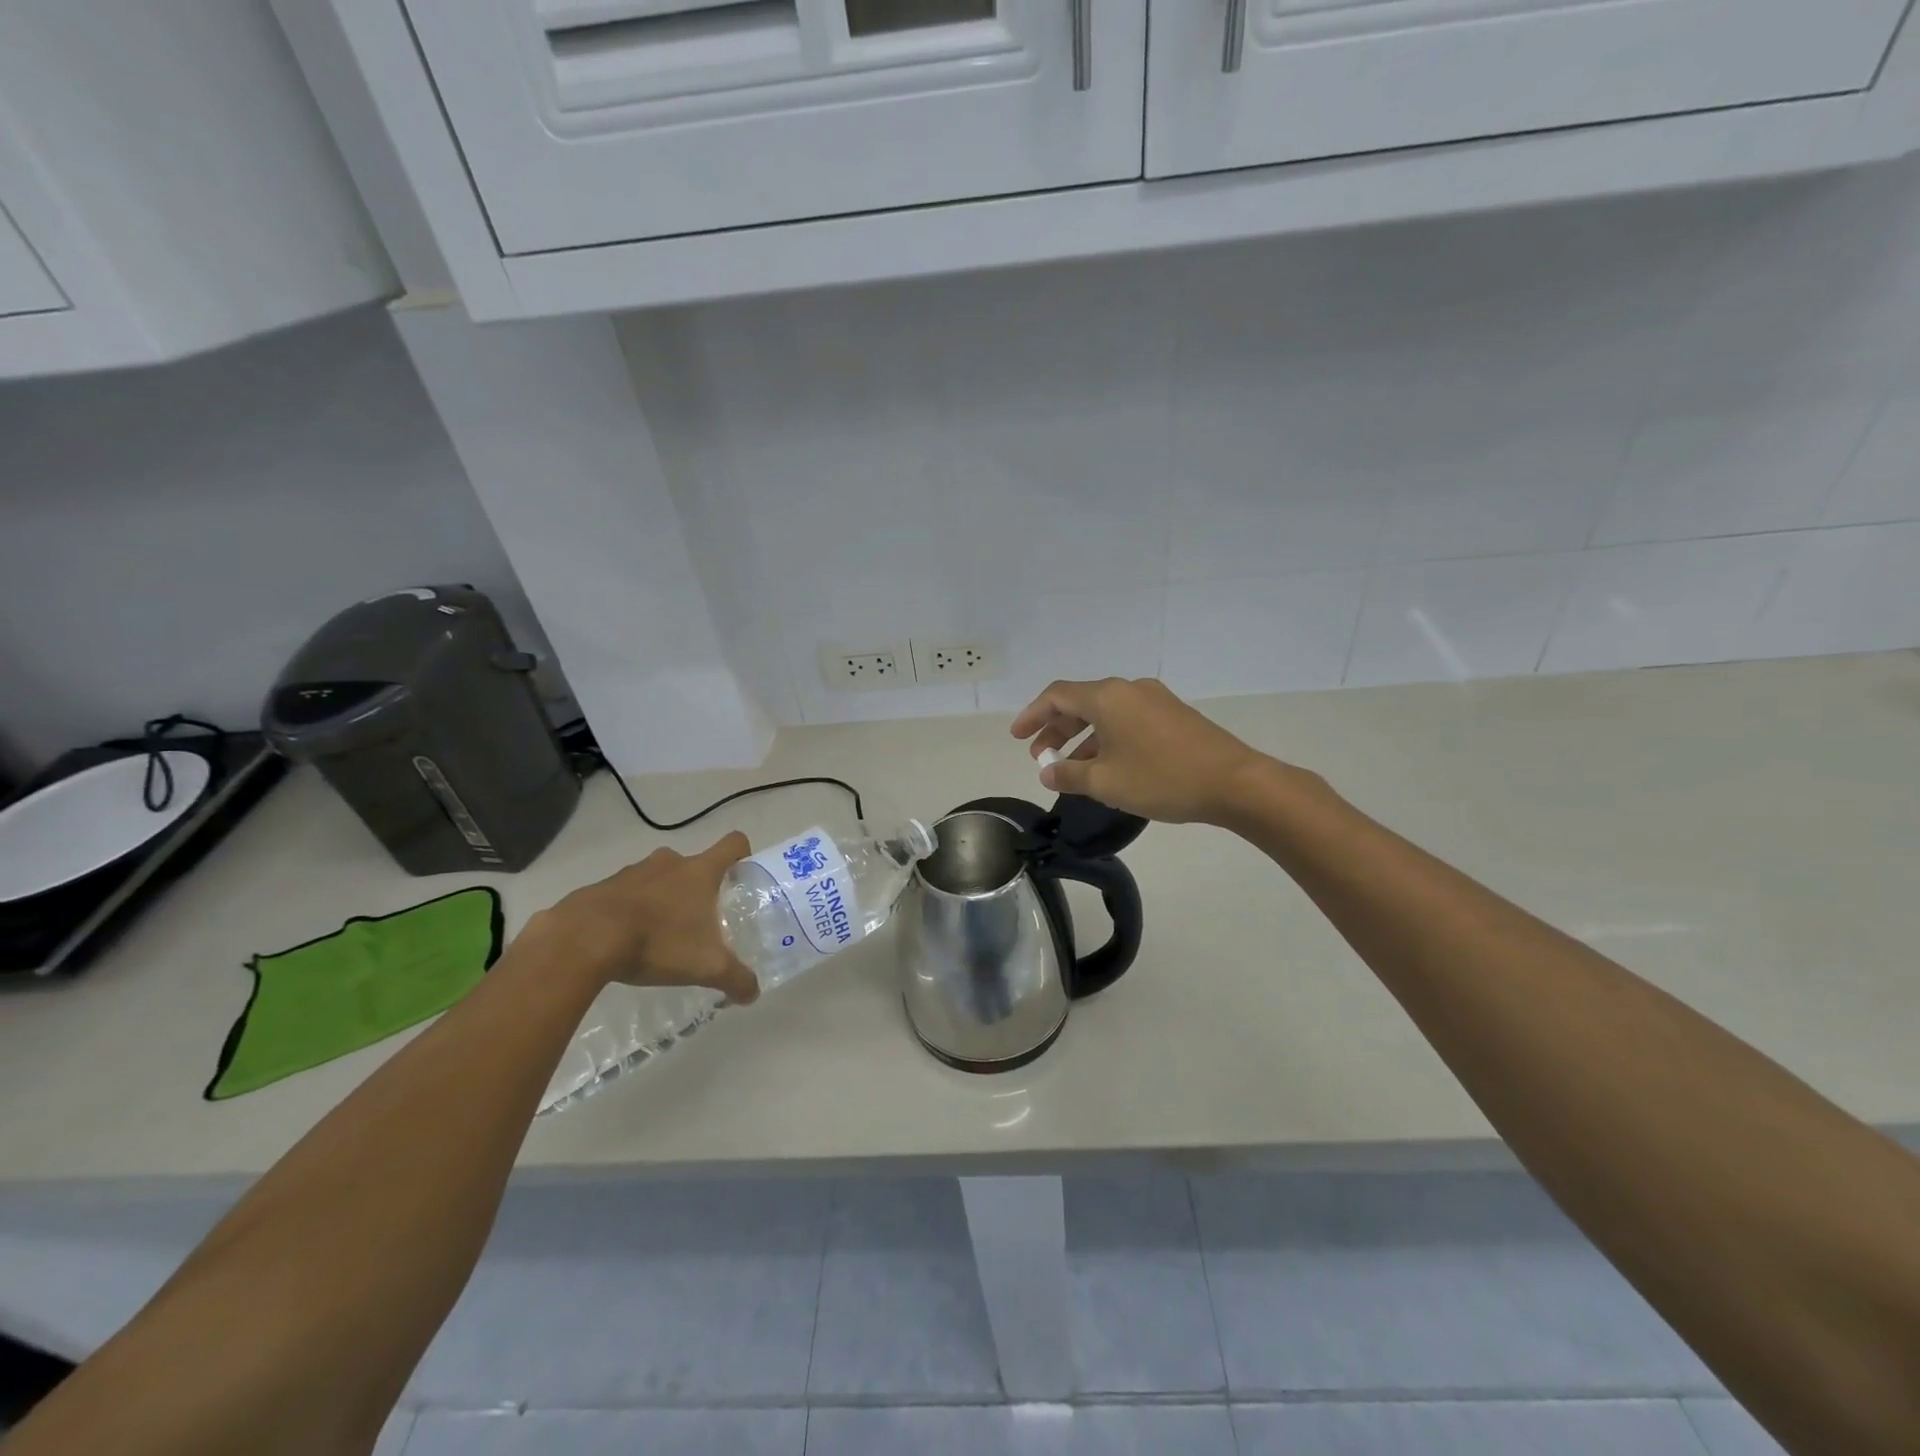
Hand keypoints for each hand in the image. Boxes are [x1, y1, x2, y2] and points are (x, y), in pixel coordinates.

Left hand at [525, 832, 759, 1004]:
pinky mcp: (601, 886)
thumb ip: (736, 978)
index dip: (743, 855)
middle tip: (700, 919)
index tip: (742, 877)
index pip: (733, 843)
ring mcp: (633, 871)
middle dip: (698, 888)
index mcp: (699, 871)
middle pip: (694, 864)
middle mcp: (670, 862)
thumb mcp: (706, 967)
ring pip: (659, 877)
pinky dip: (631, 910)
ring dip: (663, 897)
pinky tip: (626, 940)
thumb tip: (753, 993)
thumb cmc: (657, 942)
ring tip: (660, 934)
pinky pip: (626, 892)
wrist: (583, 940)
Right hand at [1010, 678, 1273, 825]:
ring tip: (1070, 768)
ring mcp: (1155, 700)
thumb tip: (1047, 771)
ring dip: (1082, 737)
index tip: (1017, 737)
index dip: (1032, 715)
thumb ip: (1069, 774)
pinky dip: (1107, 738)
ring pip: (1106, 713)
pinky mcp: (1174, 716)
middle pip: (1081, 702)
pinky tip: (1107, 767)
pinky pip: (1127, 721)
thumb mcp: (1106, 782)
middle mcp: (1129, 690)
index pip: (1057, 696)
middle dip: (1056, 728)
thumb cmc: (1162, 778)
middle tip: (1040, 755)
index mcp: (1107, 698)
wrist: (1234, 782)